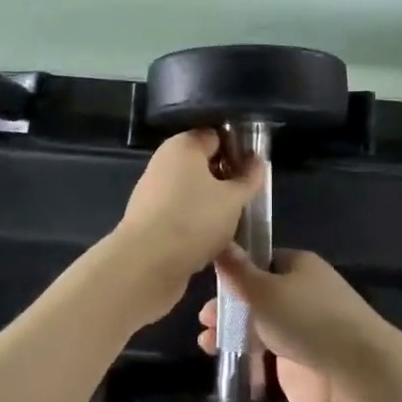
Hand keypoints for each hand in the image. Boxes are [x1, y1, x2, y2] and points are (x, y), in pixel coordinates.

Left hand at [109, 131, 265, 322]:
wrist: (144, 266)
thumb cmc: (193, 220)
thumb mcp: (233, 199)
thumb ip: (249, 179)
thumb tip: (257, 161)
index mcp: (183, 146)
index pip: (217, 136)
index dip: (239, 149)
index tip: (256, 170)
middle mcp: (165, 162)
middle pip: (204, 163)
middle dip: (227, 179)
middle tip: (249, 197)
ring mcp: (154, 192)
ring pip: (193, 191)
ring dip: (213, 203)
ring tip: (235, 222)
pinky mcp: (150, 220)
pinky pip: (181, 212)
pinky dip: (197, 222)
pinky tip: (214, 240)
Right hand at [200, 249, 392, 401]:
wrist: (355, 376)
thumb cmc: (307, 319)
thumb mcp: (264, 290)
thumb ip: (237, 271)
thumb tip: (220, 242)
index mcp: (298, 265)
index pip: (261, 259)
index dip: (235, 269)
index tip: (209, 281)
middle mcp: (301, 293)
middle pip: (258, 294)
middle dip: (229, 305)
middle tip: (203, 319)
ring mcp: (302, 330)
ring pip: (260, 326)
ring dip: (232, 332)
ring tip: (206, 343)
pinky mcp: (301, 365)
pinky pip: (267, 356)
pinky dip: (247, 357)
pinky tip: (225, 362)